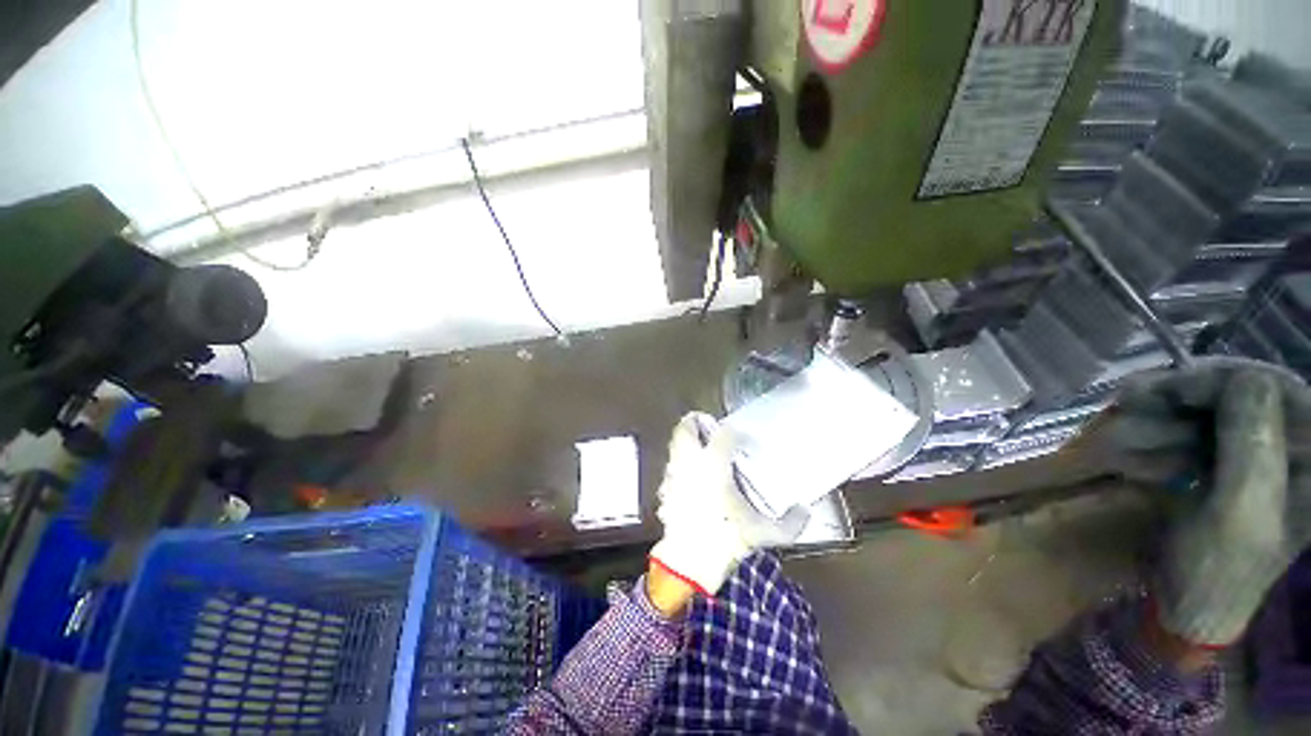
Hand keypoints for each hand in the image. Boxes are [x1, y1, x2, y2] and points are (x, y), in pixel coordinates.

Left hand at [649, 412, 808, 596]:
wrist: (688, 564)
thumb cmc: (725, 538)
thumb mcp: (763, 533)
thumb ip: (790, 523)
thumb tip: (805, 511)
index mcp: (714, 464)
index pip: (724, 434)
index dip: (735, 433)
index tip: (744, 441)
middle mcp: (690, 462)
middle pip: (686, 428)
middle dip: (696, 421)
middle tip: (709, 425)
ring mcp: (674, 475)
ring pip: (675, 445)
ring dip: (686, 442)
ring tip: (701, 449)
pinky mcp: (665, 489)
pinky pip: (671, 467)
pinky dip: (680, 465)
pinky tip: (690, 478)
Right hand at [1091, 363, 1310, 646]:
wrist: (1191, 606)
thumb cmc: (1216, 570)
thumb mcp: (1238, 512)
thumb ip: (1253, 445)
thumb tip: (1245, 377)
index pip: (1282, 390)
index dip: (1231, 379)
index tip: (1173, 387)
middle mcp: (1298, 453)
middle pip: (1249, 395)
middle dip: (1192, 395)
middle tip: (1135, 400)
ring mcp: (1266, 460)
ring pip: (1219, 410)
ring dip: (1170, 413)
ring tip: (1125, 428)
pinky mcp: (1237, 466)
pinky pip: (1202, 431)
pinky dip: (1167, 431)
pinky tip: (1139, 446)